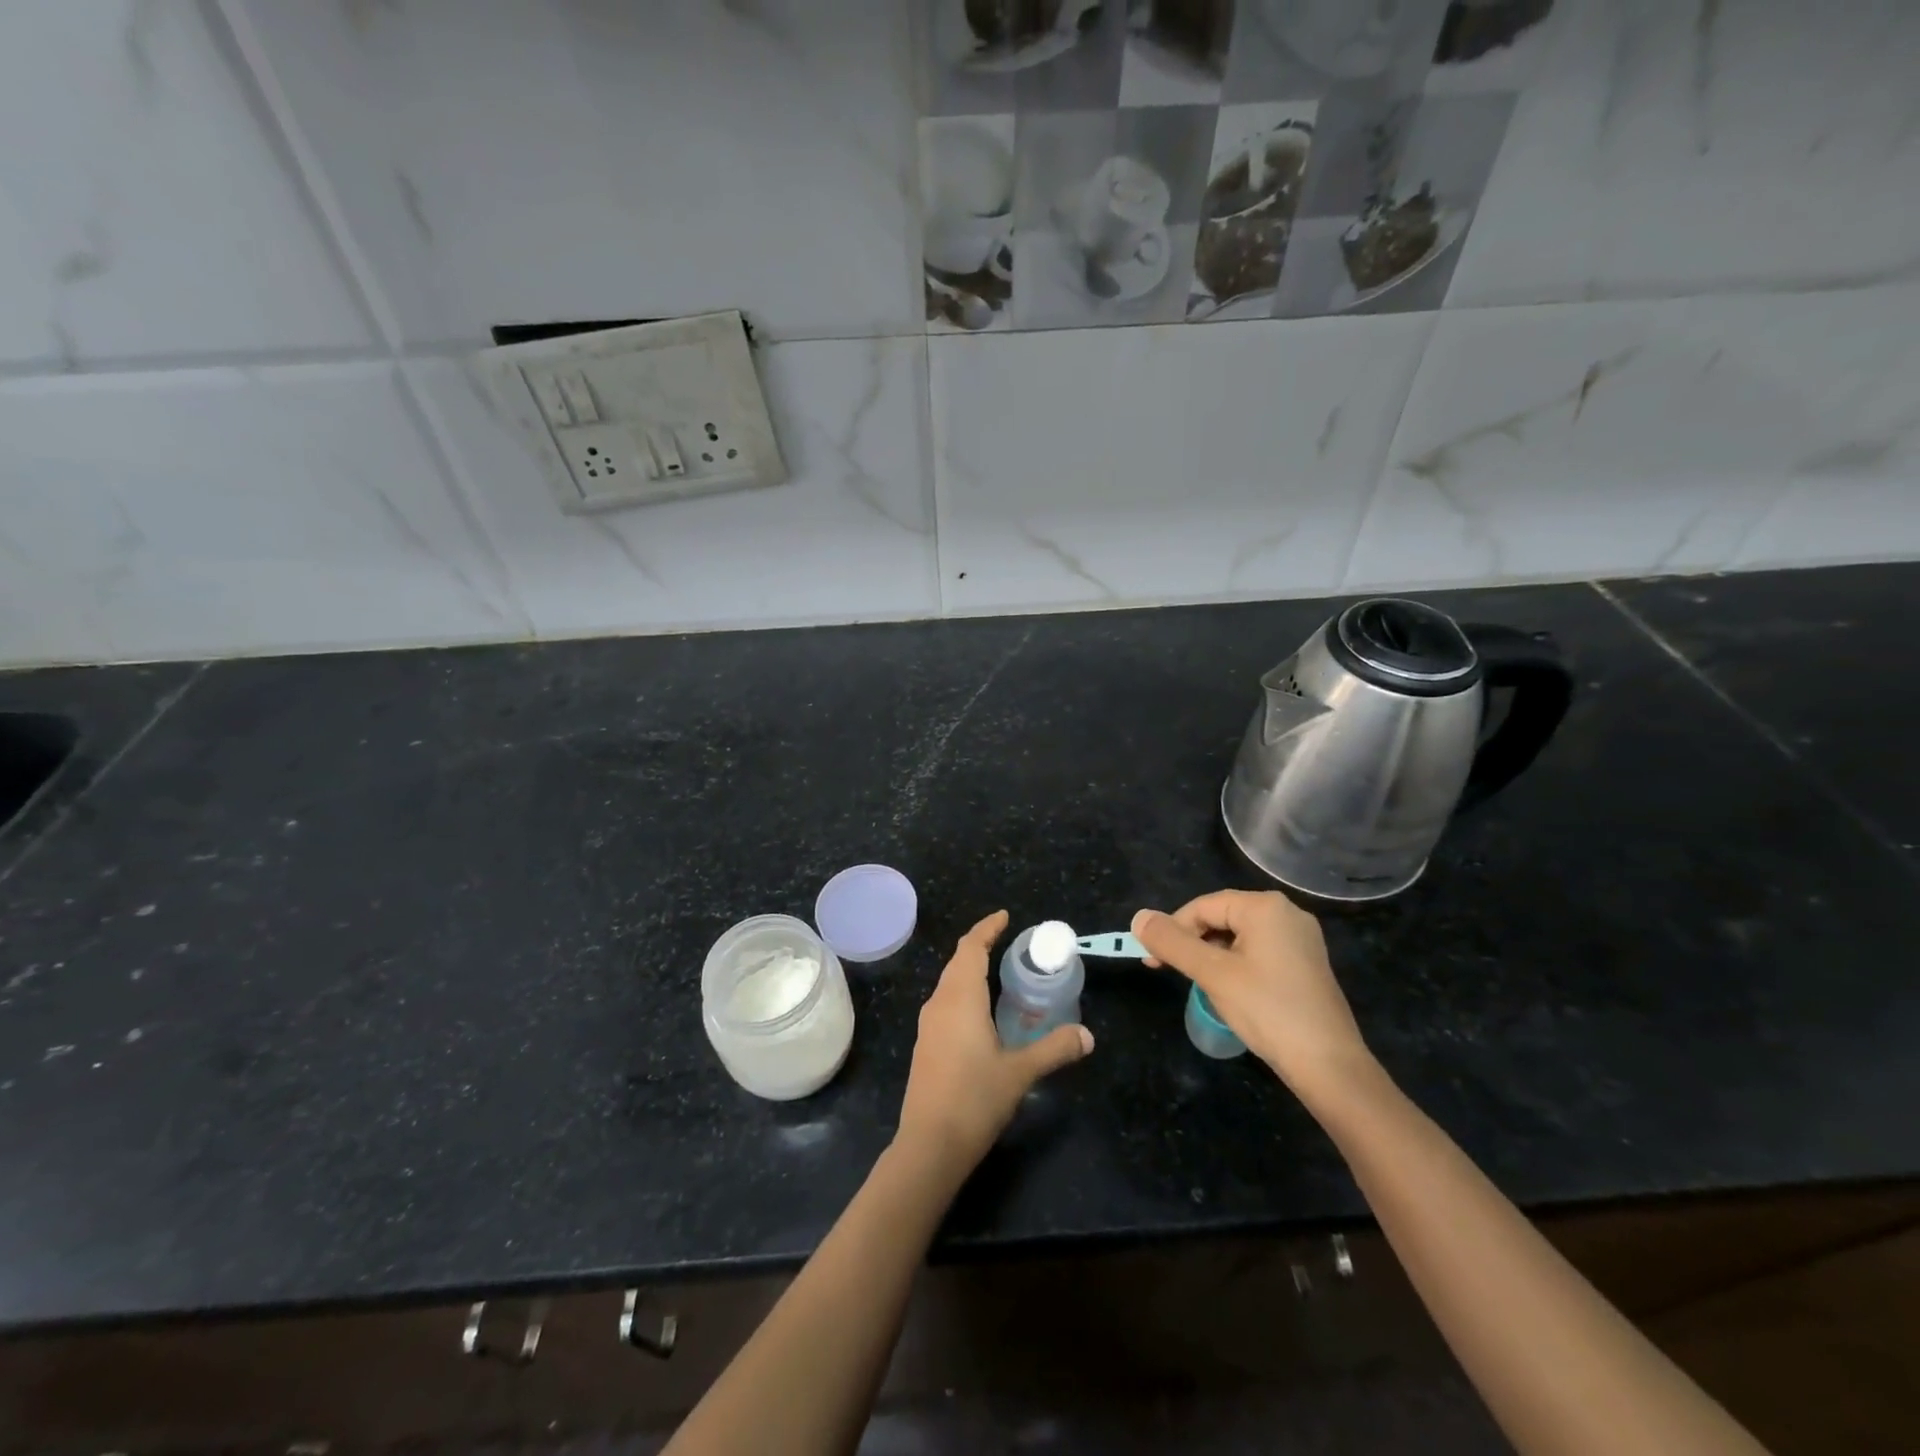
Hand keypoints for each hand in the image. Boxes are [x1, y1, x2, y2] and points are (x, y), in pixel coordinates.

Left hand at [896, 910, 1093, 1172]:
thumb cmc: (975, 1099)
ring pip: (949, 983)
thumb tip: (1088, 1035)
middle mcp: (939, 1003)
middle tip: (1008, 942)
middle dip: (980, 946)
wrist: (929, 1145)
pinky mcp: (925, 1045)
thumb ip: (1054, 1049)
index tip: (1005, 917)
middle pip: (958, 961)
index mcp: (960, 998)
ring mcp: (928, 1025)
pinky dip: (964, 993)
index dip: (986, 929)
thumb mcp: (1020, 1072)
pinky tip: (982, 1012)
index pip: (970, 948)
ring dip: (970, 970)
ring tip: (999, 973)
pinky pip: (946, 1003)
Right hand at [1131, 891, 1372, 1103]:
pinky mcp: (1306, 963)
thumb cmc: (1267, 1010)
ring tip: (1199, 984)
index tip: (1152, 961)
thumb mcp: (1212, 974)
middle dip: (1191, 942)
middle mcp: (1286, 913)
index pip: (1203, 906)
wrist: (1329, 1065)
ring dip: (1211, 955)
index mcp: (1265, 907)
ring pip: (1238, 936)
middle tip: (1170, 972)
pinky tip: (1229, 990)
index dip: (1172, 930)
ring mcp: (1300, 939)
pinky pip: (1258, 951)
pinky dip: (1235, 964)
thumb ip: (1172, 942)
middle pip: (1221, 917)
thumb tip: (1138, 917)